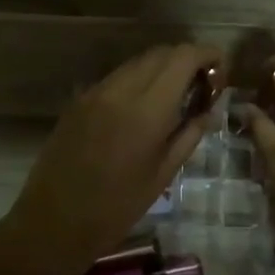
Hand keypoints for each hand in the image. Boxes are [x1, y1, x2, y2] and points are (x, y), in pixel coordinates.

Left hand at [0, 42, 223, 274]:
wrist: (54, 221)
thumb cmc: (116, 207)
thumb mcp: (163, 174)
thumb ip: (189, 134)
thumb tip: (208, 109)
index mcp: (147, 109)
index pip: (183, 57)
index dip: (206, 54)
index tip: (220, 69)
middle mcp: (121, 89)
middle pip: (160, 52)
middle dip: (186, 59)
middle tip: (201, 84)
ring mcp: (95, 91)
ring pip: (137, 61)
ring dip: (161, 68)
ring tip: (175, 94)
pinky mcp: (79, 99)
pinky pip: (117, 77)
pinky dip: (138, 79)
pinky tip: (144, 105)